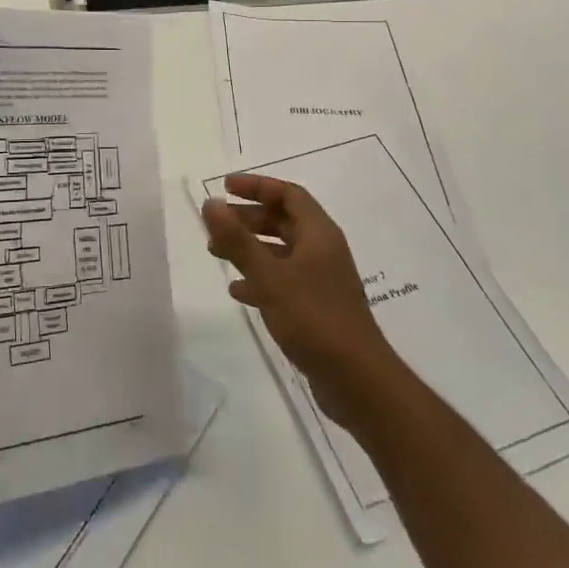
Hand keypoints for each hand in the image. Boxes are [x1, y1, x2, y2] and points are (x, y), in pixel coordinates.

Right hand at [202, 174, 402, 430]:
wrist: (357, 381)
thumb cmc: (314, 319)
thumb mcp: (270, 277)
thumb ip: (238, 240)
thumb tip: (211, 203)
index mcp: (319, 234)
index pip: (288, 194)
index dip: (257, 186)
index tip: (225, 187)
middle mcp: (323, 251)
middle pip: (283, 221)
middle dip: (248, 218)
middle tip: (216, 224)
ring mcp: (321, 280)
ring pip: (280, 251)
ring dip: (249, 248)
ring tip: (216, 254)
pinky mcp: (316, 307)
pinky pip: (283, 280)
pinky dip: (259, 278)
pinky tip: (238, 291)